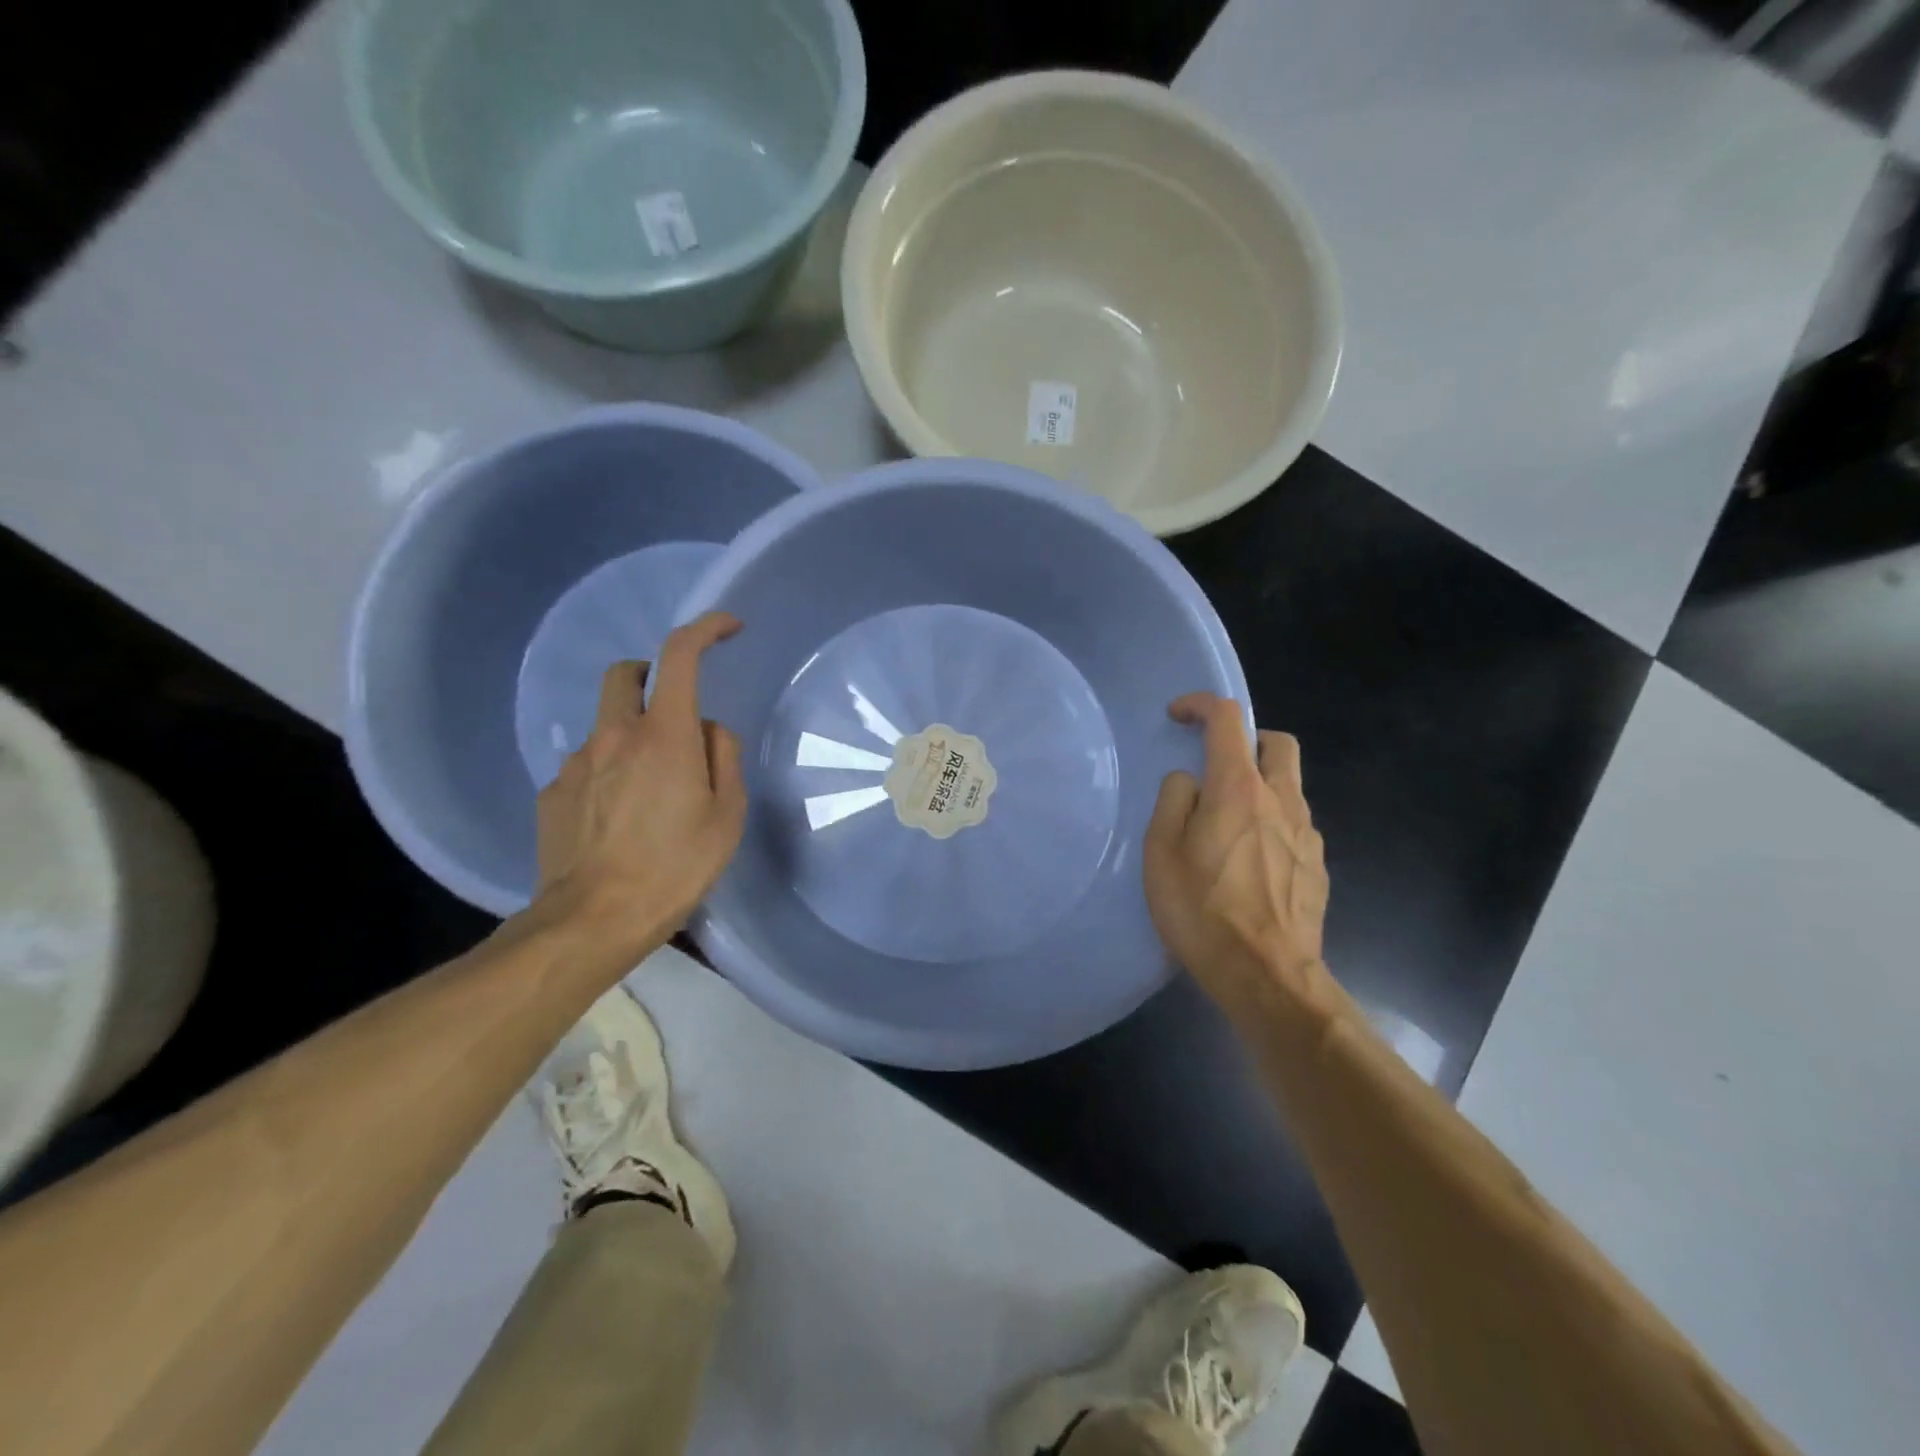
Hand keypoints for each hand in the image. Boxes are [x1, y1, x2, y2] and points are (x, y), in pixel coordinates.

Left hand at [531, 611, 747, 962]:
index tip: (727, 628)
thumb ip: (722, 757)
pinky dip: (608, 772)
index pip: (679, 655)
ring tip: (651, 788)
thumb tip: (707, 730)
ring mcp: (576, 763)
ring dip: (630, 733)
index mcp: (663, 735)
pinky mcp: (552, 793)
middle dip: (650, 675)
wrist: (593, 920)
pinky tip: (619, 817)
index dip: (705, 629)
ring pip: (605, 724)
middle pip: (623, 673)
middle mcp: (614, 735)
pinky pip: (587, 765)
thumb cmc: (676, 866)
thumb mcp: (727, 815)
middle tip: (674, 712)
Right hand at [1143, 693, 1329, 1016]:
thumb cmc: (1203, 911)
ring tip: (1227, 824)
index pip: (1228, 719)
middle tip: (1217, 764)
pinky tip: (1249, 862)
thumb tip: (1188, 781)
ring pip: (1290, 785)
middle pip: (1278, 742)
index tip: (1178, 716)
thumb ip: (1173, 802)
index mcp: (1238, 789)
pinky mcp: (1318, 867)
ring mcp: (1307, 834)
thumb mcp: (1161, 853)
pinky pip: (1295, 825)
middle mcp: (1281, 801)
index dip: (1202, 705)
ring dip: (1260, 784)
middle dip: (1247, 738)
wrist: (1268, 976)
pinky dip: (1272, 822)